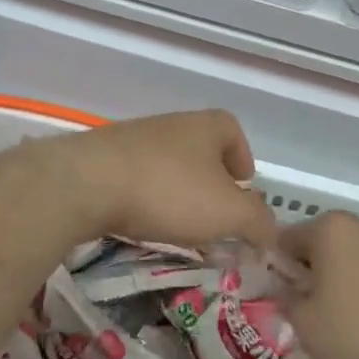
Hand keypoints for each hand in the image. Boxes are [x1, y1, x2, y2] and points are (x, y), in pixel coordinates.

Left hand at [48, 110, 276, 249]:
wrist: (87, 183)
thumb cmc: (169, 191)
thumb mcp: (228, 213)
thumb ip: (258, 222)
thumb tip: (271, 233)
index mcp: (207, 126)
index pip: (233, 132)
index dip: (242, 159)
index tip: (242, 190)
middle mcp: (172, 124)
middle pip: (200, 150)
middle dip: (210, 183)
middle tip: (214, 218)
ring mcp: (135, 138)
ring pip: (168, 165)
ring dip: (178, 193)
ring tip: (178, 226)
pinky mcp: (104, 158)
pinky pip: (137, 177)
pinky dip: (146, 198)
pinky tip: (142, 222)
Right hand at [281, 212, 358, 358]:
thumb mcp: (306, 325)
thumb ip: (286, 302)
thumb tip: (284, 291)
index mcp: (326, 228)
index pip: (285, 240)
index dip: (278, 270)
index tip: (280, 299)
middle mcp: (357, 224)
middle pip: (319, 247)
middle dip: (310, 275)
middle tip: (308, 312)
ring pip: (348, 259)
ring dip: (339, 282)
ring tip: (340, 320)